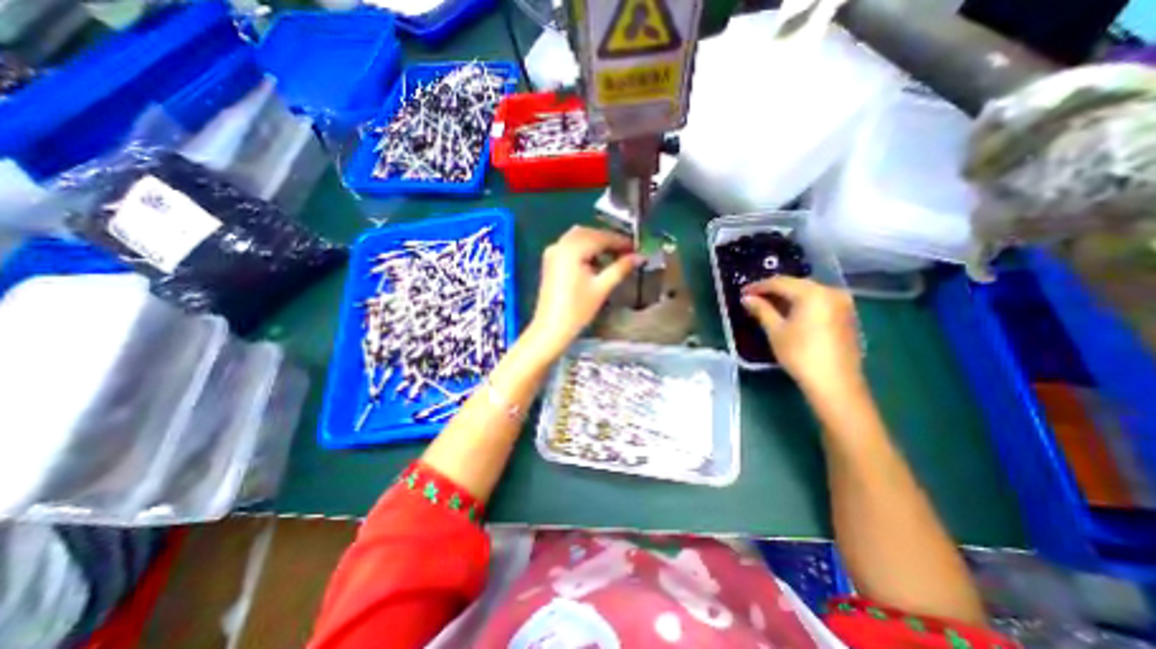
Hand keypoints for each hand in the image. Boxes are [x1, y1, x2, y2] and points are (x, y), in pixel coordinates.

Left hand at [525, 225, 641, 358]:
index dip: (620, 241)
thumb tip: (639, 257)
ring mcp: (553, 252)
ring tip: (614, 256)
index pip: (600, 237)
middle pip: (588, 233)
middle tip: (627, 251)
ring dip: (596, 243)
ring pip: (579, 238)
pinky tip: (596, 261)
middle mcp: (560, 245)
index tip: (636, 247)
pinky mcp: (550, 261)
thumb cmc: (577, 310)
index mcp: (571, 250)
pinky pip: (570, 246)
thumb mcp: (601, 288)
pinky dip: (585, 249)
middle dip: (608, 240)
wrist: (552, 328)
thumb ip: (620, 268)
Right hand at [741, 275, 856, 393]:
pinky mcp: (846, 316)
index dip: (759, 287)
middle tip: (754, 299)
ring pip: (808, 293)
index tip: (743, 293)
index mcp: (812, 293)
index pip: (780, 282)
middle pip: (796, 285)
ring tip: (768, 306)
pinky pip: (819, 302)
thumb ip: (761, 310)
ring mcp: (842, 304)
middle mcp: (830, 292)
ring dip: (788, 297)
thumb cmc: (800, 354)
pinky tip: (790, 314)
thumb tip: (747, 298)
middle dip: (774, 290)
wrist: (835, 383)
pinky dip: (802, 304)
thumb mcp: (776, 331)